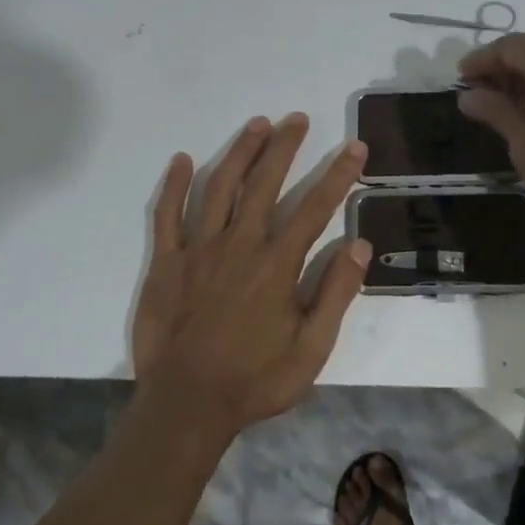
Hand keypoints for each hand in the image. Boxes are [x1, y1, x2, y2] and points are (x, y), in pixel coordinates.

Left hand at [132, 113, 370, 444]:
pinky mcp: (166, 262)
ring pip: (219, 187)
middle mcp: (238, 244)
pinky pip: (167, 214)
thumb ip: (336, 294)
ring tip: (257, 125)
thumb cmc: (254, 380)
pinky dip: (173, 185)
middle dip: (284, 147)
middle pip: (264, 183)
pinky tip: (182, 159)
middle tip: (297, 118)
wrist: (186, 406)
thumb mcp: (311, 350)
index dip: (338, 175)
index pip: (314, 207)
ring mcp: (198, 249)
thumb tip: (358, 244)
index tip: (355, 147)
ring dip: (240, 152)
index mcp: (276, 265)